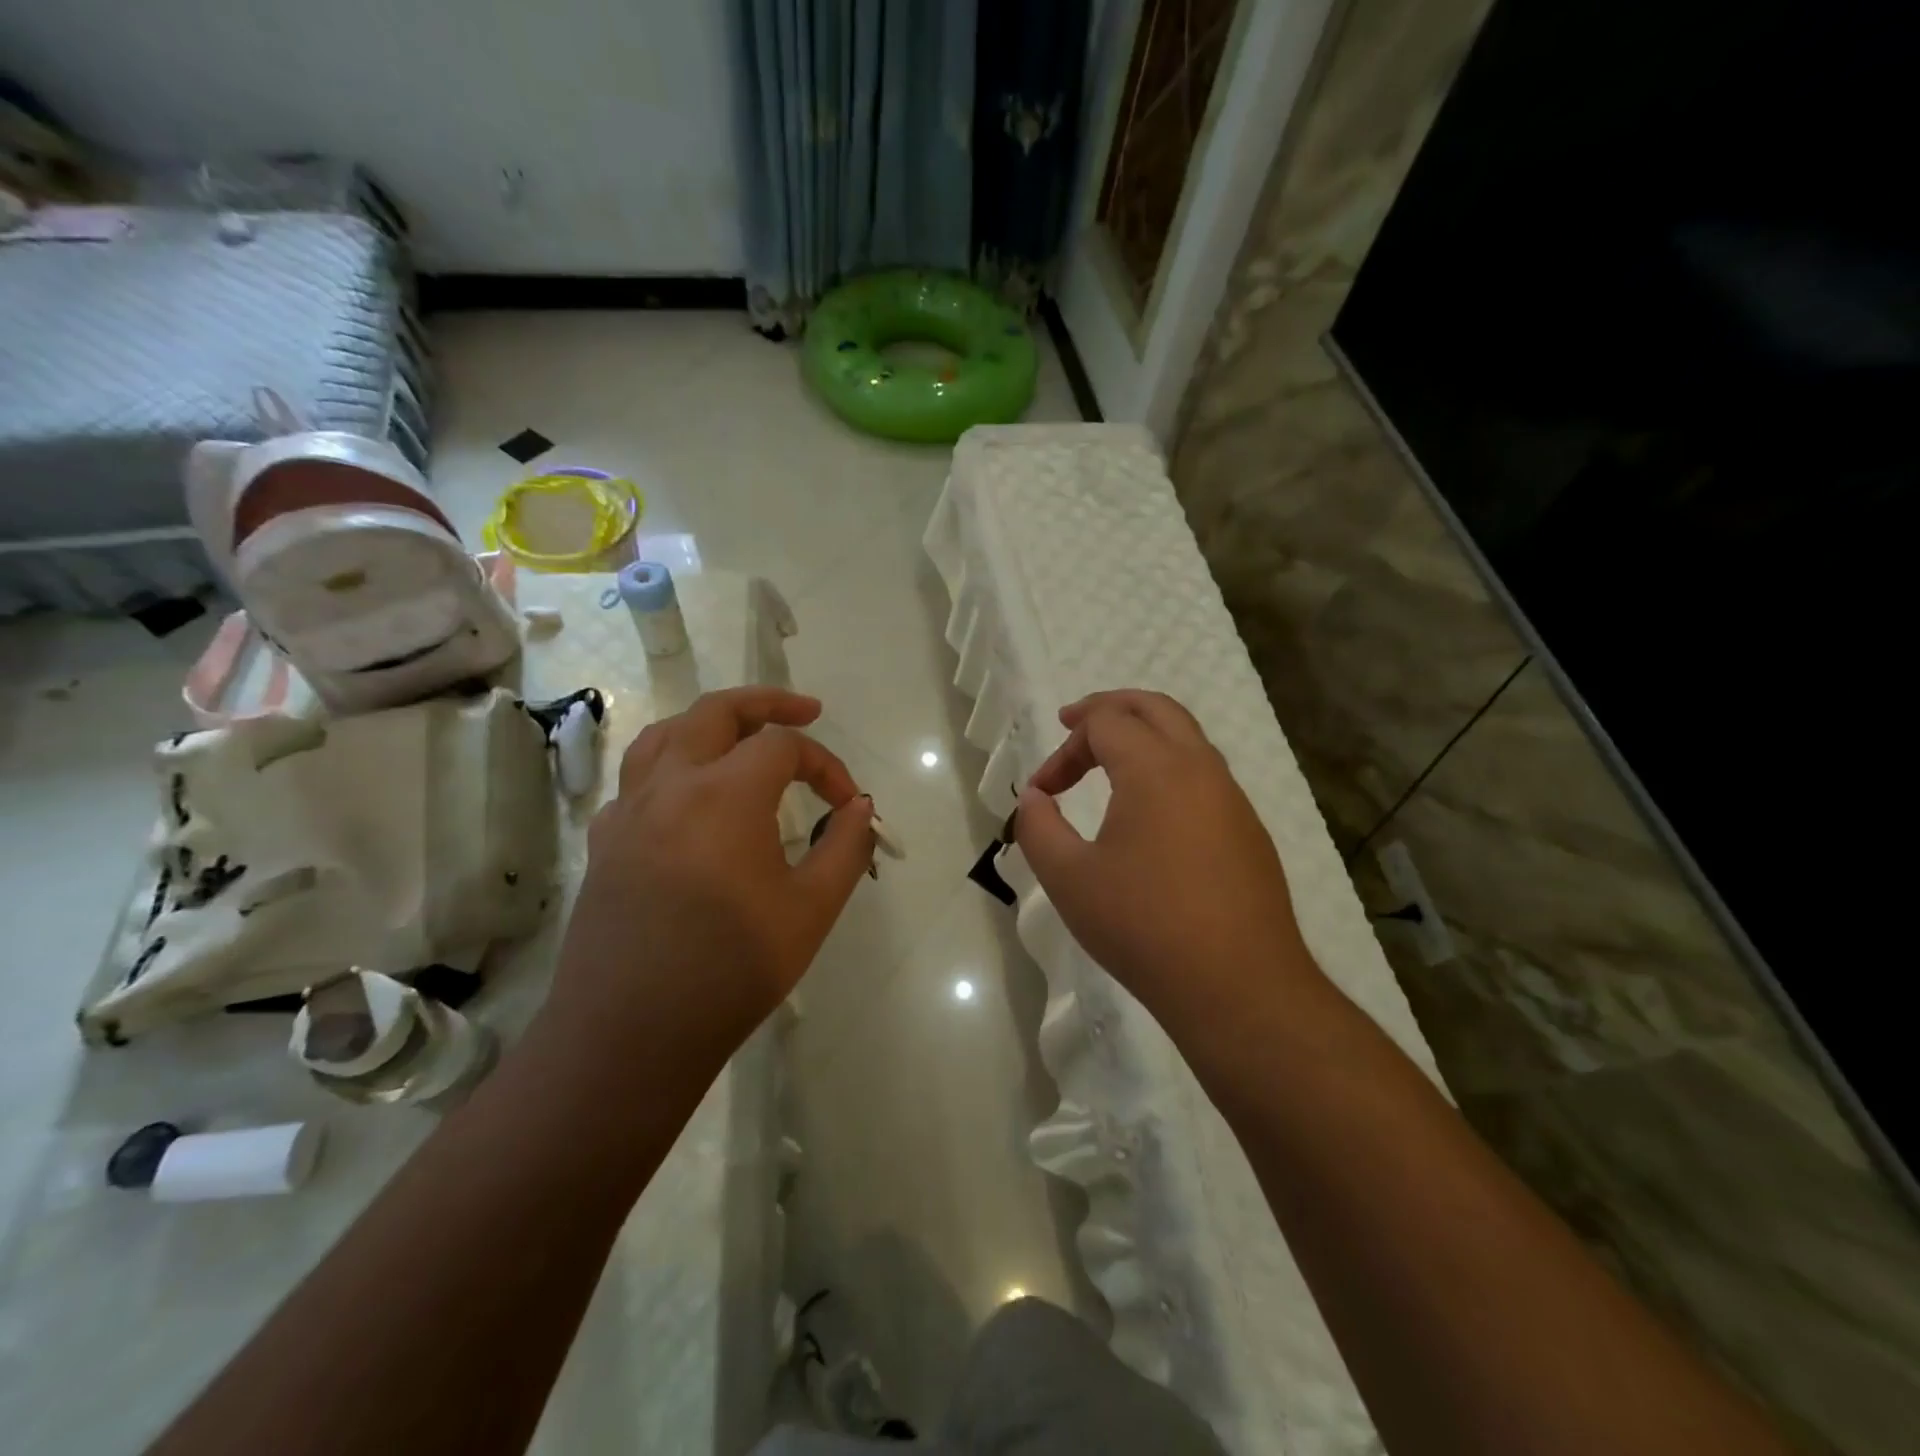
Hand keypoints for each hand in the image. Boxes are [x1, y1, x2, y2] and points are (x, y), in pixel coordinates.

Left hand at [546, 687, 875, 1068]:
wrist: (629, 1035)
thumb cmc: (731, 970)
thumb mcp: (811, 909)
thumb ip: (845, 847)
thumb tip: (859, 808)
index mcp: (723, 794)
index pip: (784, 746)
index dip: (826, 765)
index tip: (848, 805)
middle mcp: (670, 785)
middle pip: (716, 712)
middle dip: (767, 703)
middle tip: (806, 711)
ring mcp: (628, 812)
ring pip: (666, 734)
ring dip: (710, 724)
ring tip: (741, 737)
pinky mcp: (605, 843)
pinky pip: (638, 781)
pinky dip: (672, 769)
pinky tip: (689, 801)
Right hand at [1014, 690, 1320, 1034]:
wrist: (1238, 987)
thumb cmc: (1143, 926)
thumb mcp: (1069, 878)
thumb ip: (1038, 827)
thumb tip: (1034, 797)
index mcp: (1156, 769)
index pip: (1104, 724)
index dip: (1064, 749)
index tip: (1042, 790)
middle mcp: (1201, 769)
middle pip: (1155, 708)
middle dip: (1110, 708)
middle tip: (1074, 723)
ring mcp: (1232, 800)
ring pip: (1187, 739)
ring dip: (1144, 737)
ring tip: (1109, 762)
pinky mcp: (1248, 832)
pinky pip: (1205, 777)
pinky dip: (1169, 769)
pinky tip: (1151, 814)